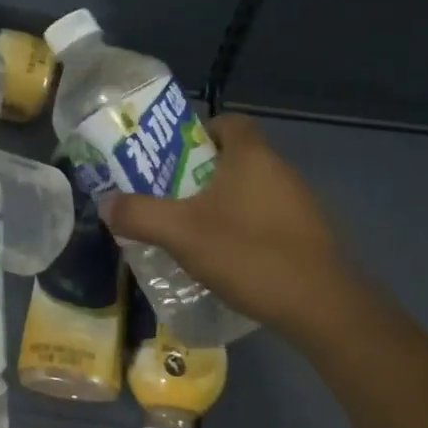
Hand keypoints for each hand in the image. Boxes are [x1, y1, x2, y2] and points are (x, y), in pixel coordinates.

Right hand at [99, 112, 347, 334]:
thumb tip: (105, 203)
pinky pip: (267, 219)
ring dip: (222, 205)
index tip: (172, 158)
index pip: (229, 121)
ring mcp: (299, 205)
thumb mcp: (181, 233)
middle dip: (200, 174)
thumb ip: (139, 215)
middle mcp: (280, 171)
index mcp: (252, 156)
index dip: (199, 131)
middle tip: (169, 197)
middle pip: (235, 158)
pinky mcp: (308, 236)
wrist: (322, 306)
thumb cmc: (248, 253)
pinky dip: (244, 230)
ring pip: (250, 191)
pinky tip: (226, 259)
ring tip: (190, 231)